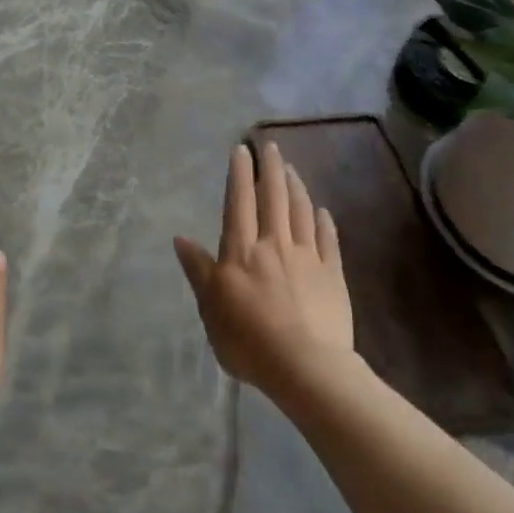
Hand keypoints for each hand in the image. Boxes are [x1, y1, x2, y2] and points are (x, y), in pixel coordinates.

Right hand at [174, 143, 353, 395]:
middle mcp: (274, 244)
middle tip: (270, 146)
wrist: (305, 366)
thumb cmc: (248, 339)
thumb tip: (180, 238)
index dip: (239, 175)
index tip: (241, 150)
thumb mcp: (210, 308)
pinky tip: (322, 210)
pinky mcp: (332, 275)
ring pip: (301, 212)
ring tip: (291, 169)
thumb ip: (199, 270)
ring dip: (295, 186)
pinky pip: (328, 240)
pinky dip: (324, 221)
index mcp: (241, 251)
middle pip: (273, 198)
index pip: (238, 203)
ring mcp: (307, 258)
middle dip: (271, 168)